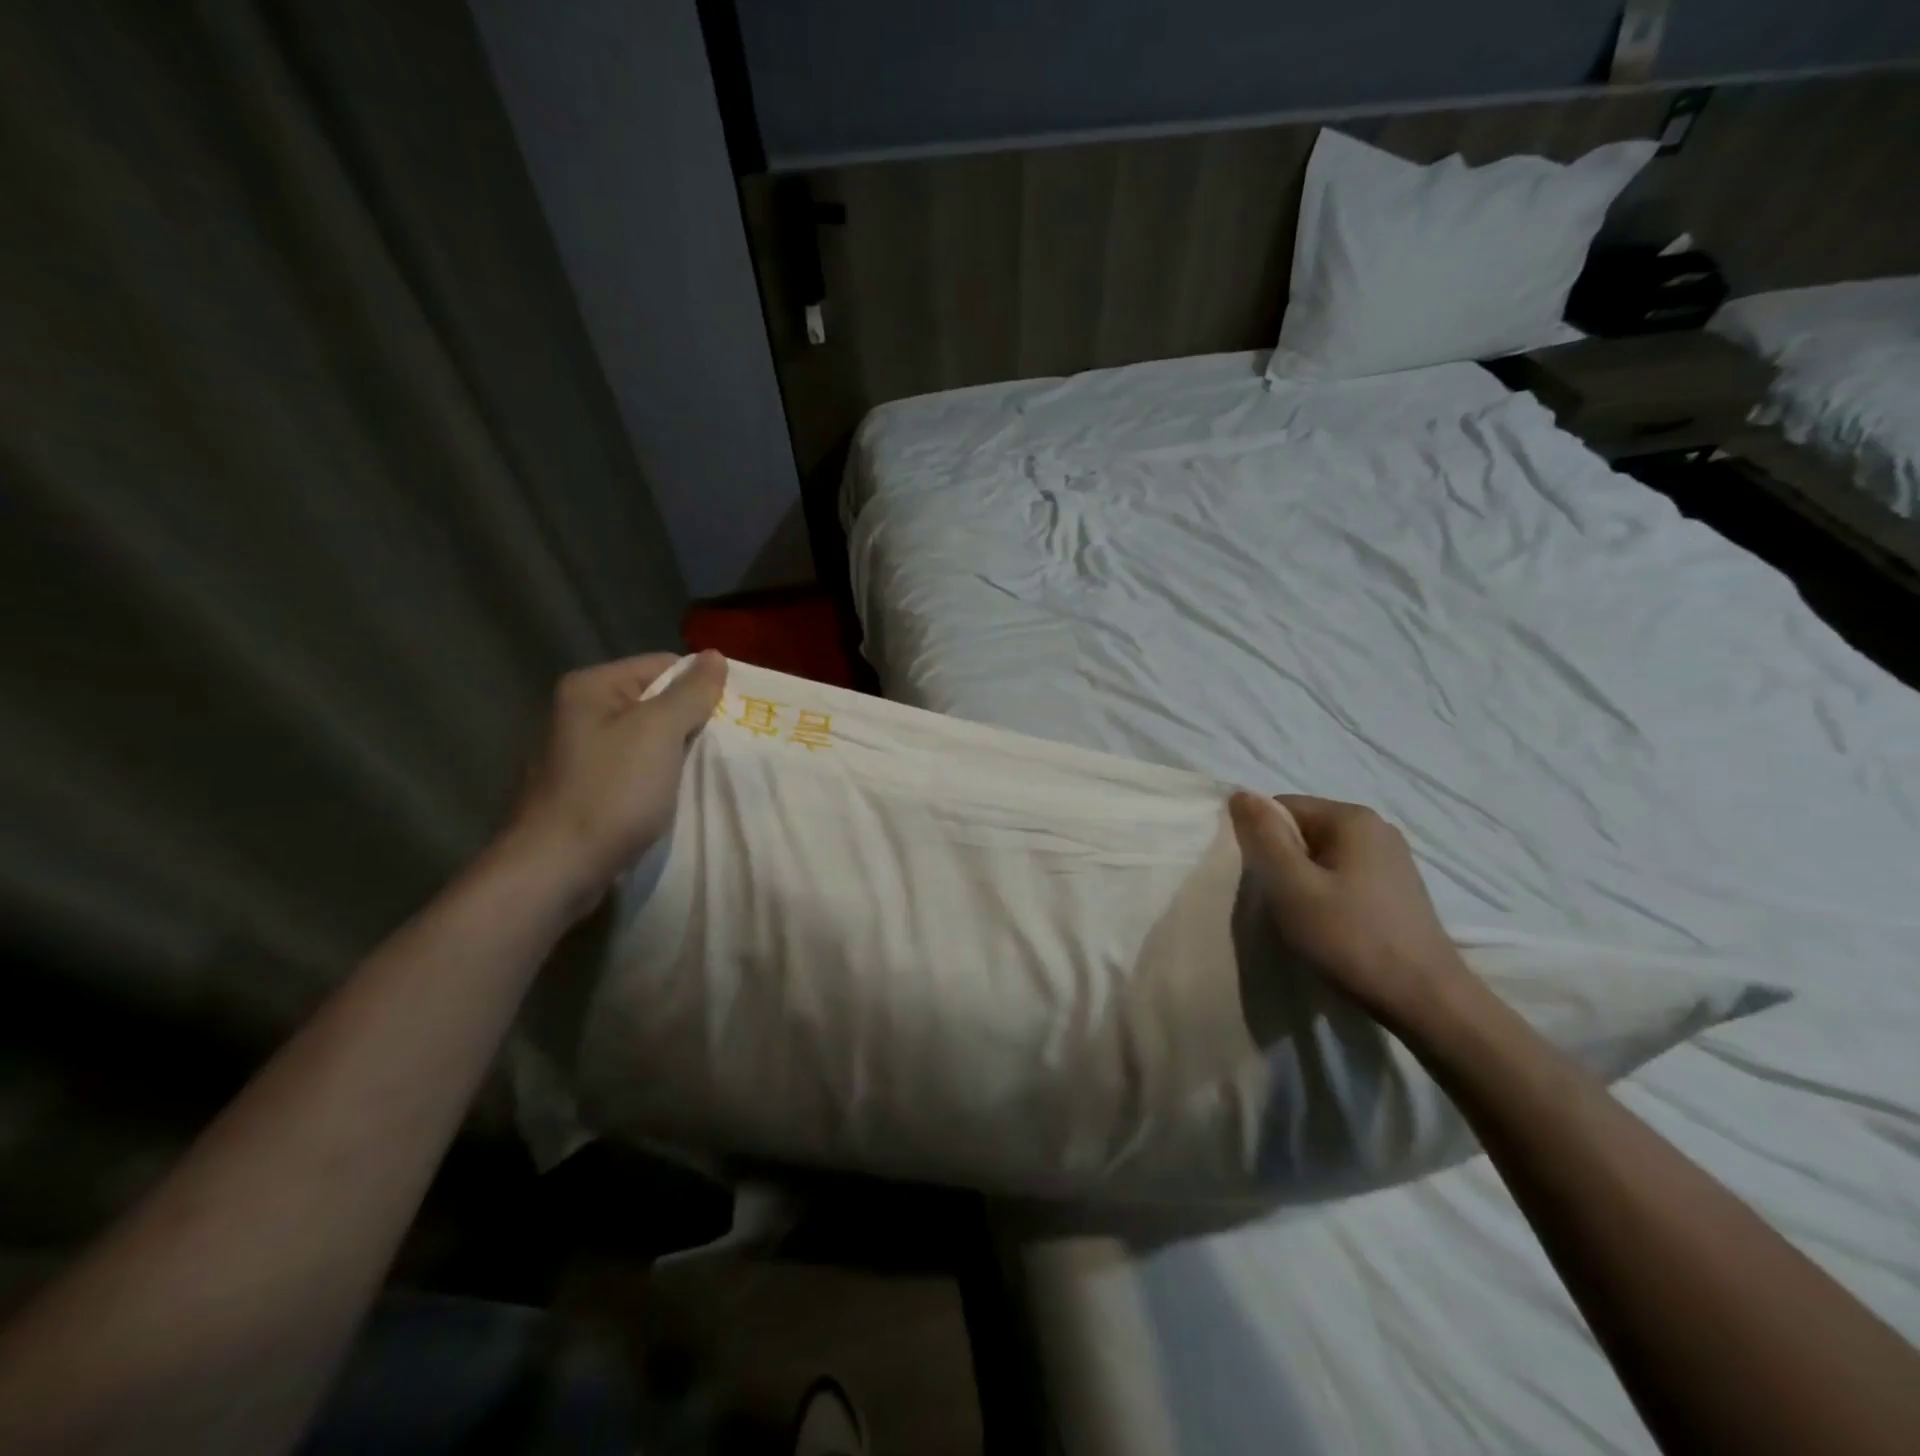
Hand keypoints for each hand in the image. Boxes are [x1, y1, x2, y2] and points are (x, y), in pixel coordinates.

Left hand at [505, 651, 726, 909]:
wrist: (555, 869)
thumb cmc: (611, 792)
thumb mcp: (659, 732)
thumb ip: (690, 693)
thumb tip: (715, 655)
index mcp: (592, 687)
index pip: (663, 666)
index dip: (699, 688)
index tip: (729, 718)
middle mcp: (578, 712)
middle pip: (654, 702)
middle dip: (690, 722)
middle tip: (723, 747)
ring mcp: (577, 753)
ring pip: (645, 739)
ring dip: (675, 754)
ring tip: (702, 773)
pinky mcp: (581, 789)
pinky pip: (631, 770)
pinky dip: (655, 779)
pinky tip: (670, 796)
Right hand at [1228, 791, 1471, 1031]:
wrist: (1426, 1001)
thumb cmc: (1350, 939)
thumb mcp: (1291, 885)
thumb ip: (1263, 836)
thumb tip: (1240, 793)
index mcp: (1351, 817)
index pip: (1282, 808)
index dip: (1261, 841)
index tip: (1262, 882)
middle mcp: (1376, 828)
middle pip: (1303, 830)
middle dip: (1282, 862)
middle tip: (1280, 903)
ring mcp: (1392, 859)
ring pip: (1322, 856)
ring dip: (1303, 882)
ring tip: (1304, 918)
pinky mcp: (1398, 888)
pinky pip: (1344, 875)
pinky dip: (1327, 894)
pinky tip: (1331, 926)